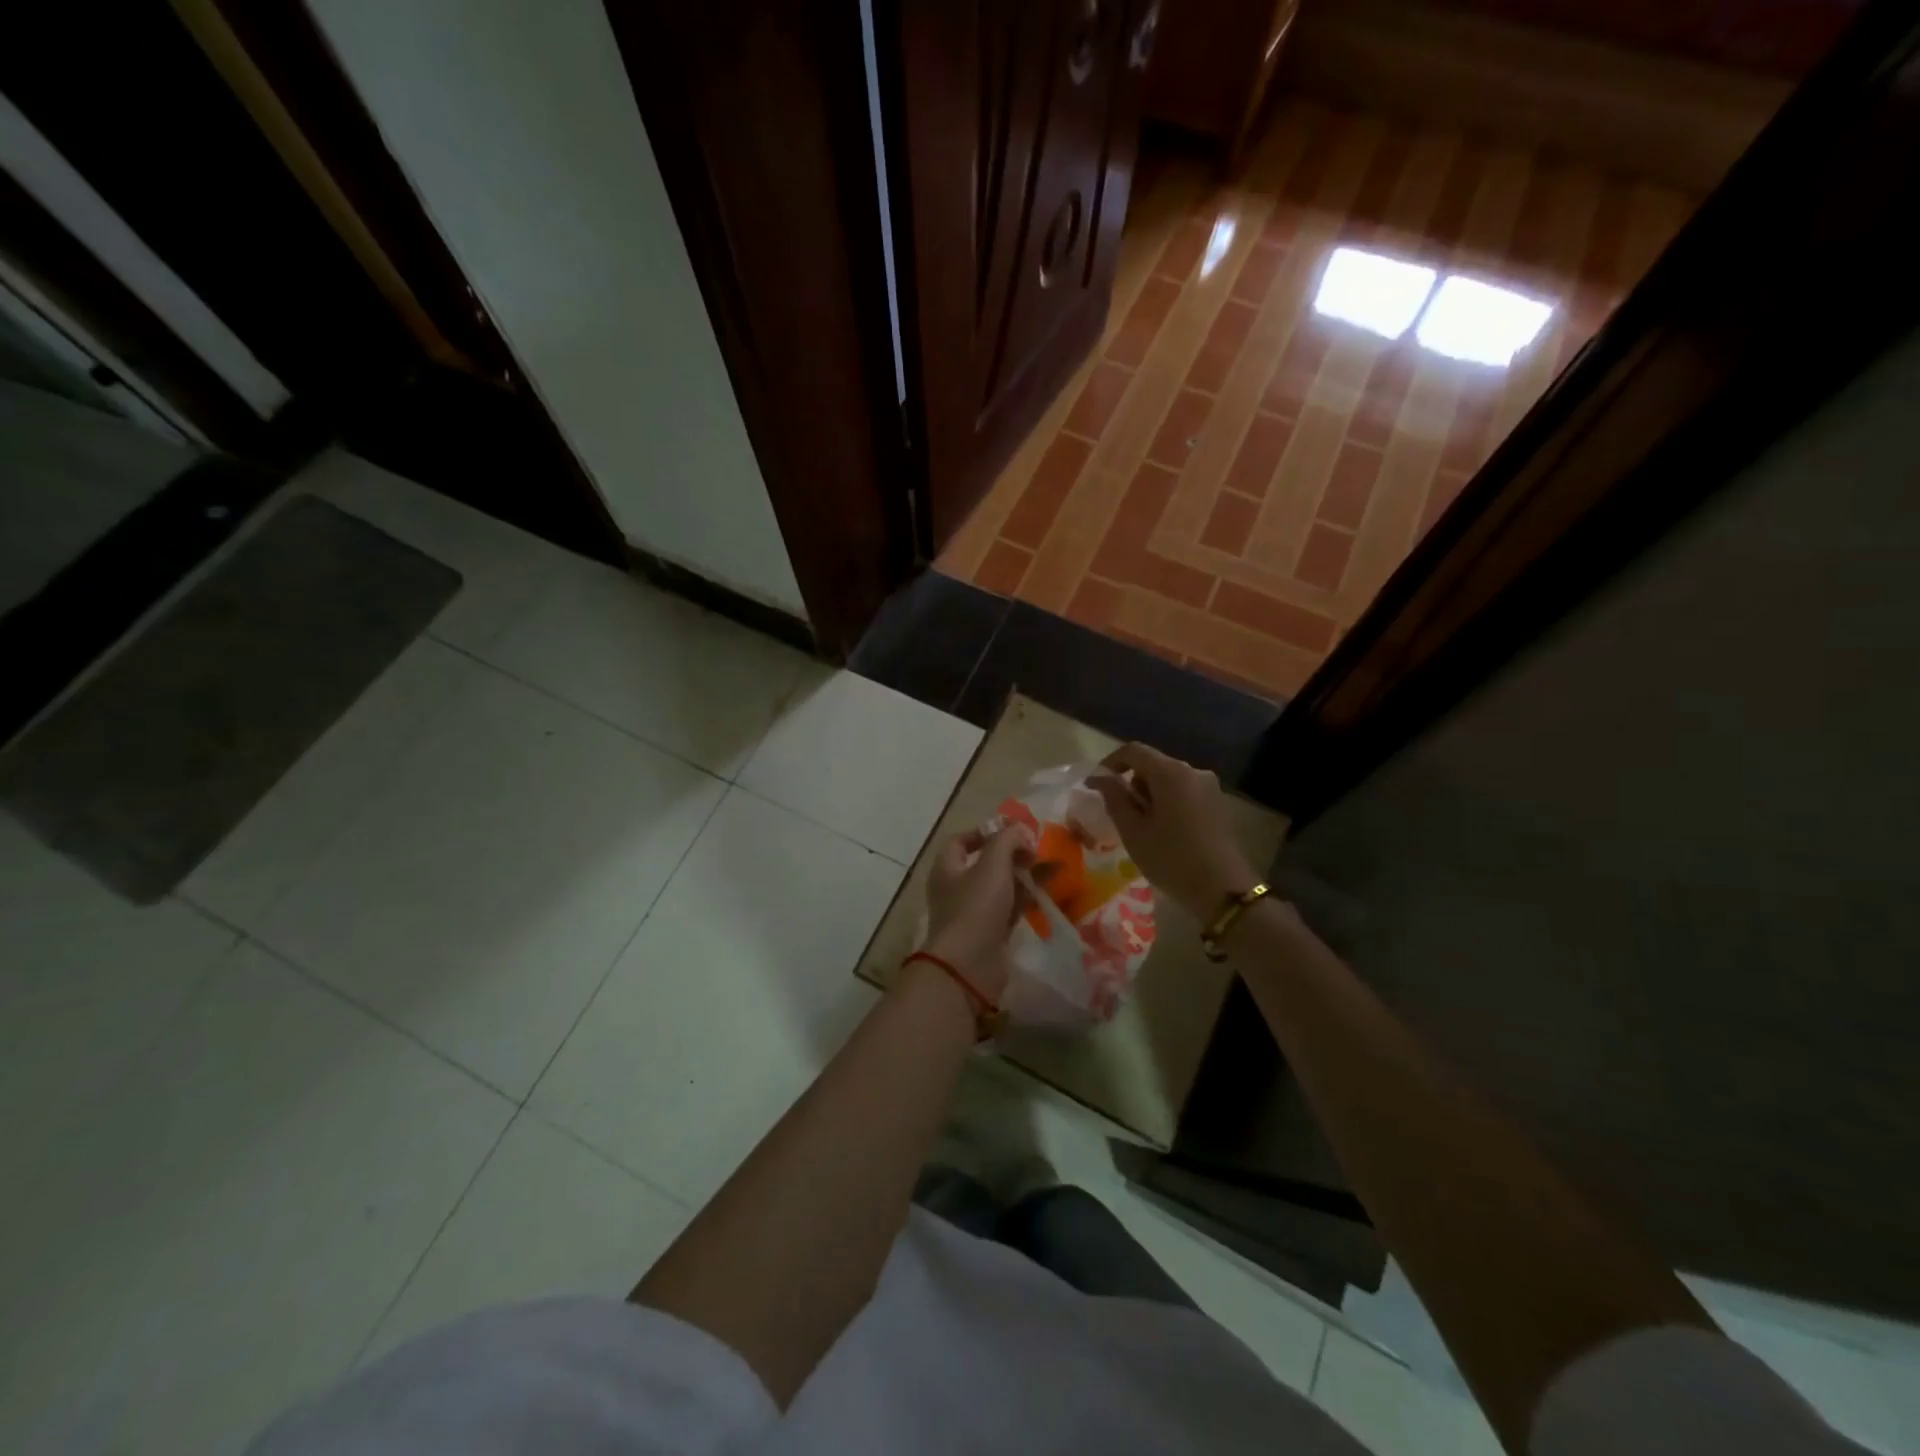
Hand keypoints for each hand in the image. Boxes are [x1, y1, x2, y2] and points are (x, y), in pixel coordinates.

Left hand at [921, 826, 1031, 1001]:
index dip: (985, 832)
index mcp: (947, 867)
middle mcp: (956, 887)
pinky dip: (1025, 899)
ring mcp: (972, 912)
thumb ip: (1006, 841)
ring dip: (1024, 876)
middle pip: (985, 863)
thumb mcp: (992, 866)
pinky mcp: (989, 932)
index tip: (1012, 831)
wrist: (969, 966)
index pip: (961, 840)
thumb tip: (1017, 828)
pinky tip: (1046, 894)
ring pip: (1000, 886)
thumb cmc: (976, 908)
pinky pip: (1008, 909)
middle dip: (1012, 854)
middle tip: (1037, 851)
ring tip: (1053, 869)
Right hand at [1090, 744, 1255, 920]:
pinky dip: (1168, 803)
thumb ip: (1114, 798)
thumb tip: (1100, 778)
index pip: (1134, 751)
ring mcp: (1210, 787)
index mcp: (1171, 772)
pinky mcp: (1218, 804)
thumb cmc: (1171, 858)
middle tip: (1119, 813)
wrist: (1223, 891)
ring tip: (1142, 826)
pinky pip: (1185, 793)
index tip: (1096, 784)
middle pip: (1153, 764)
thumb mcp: (1133, 831)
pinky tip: (1165, 831)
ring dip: (1150, 795)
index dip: (1111, 762)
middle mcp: (1193, 771)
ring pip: (1169, 780)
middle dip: (1132, 782)